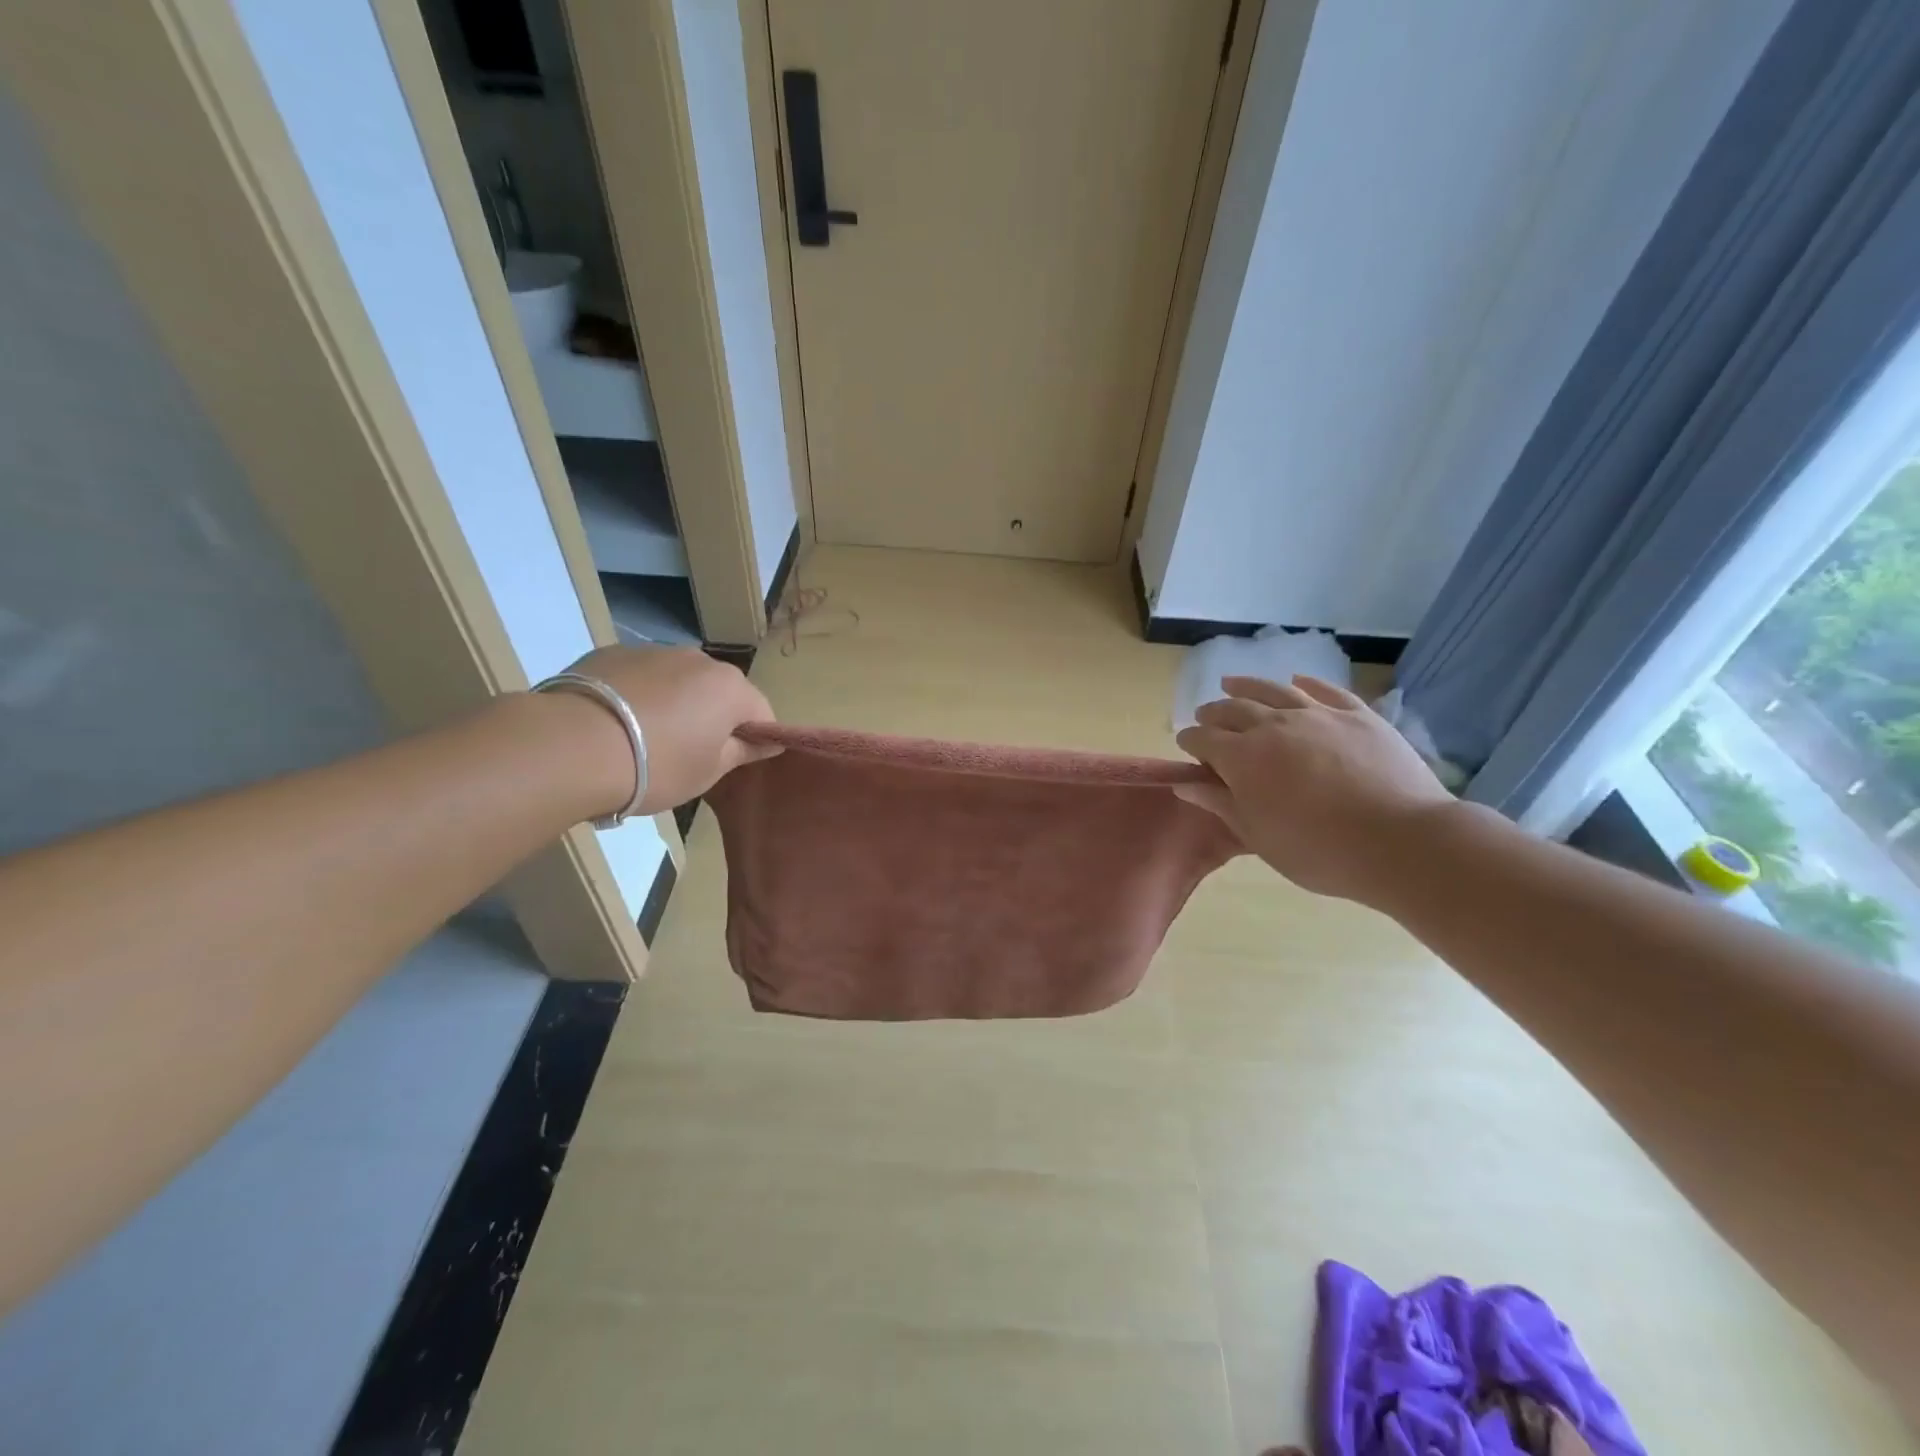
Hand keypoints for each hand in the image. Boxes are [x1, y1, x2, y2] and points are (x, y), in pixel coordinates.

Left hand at [561, 645, 779, 813]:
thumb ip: (743, 752)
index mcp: (730, 688)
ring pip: (677, 680)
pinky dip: (637, 695)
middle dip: (712, 716)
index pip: (761, 712)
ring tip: (643, 739)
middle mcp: (697, 659)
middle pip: (718, 690)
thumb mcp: (708, 772)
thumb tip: (769, 743)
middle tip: (687, 754)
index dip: (754, 738)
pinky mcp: (611, 652)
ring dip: (673, 703)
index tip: (734, 762)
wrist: (571, 746)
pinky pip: (639, 676)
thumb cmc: (656, 766)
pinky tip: (615, 724)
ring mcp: (652, 651)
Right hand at [1175, 674, 1453, 903]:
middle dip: (1213, 712)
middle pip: (1234, 709)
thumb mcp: (1258, 836)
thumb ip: (1219, 803)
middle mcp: (1274, 725)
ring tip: (1232, 683)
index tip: (1185, 744)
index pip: (1204, 739)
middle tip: (1205, 716)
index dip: (1191, 740)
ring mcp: (1318, 715)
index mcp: (1243, 758)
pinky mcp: (1358, 715)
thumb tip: (1183, 783)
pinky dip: (1306, 683)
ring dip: (1247, 686)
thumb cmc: (1318, 850)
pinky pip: (1325, 690)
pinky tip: (1297, 681)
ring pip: (1274, 690)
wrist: (1401, 842)